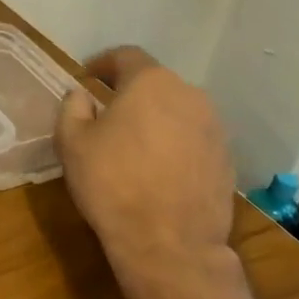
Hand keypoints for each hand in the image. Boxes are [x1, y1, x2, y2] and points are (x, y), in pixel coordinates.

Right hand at [56, 47, 236, 287]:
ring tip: (134, 145)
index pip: (125, 56)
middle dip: (130, 94)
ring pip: (177, 111)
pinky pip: (193, 139)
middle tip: (107, 115)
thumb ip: (72, 108)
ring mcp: (214, 127)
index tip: (87, 77)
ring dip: (155, 120)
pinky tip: (158, 170)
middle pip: (155, 83)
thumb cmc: (112, 184)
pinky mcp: (226, 158)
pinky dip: (174, 144)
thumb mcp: (72, 143)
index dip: (102, 63)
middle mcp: (189, 95)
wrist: (169, 242)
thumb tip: (81, 94)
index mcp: (150, 83)